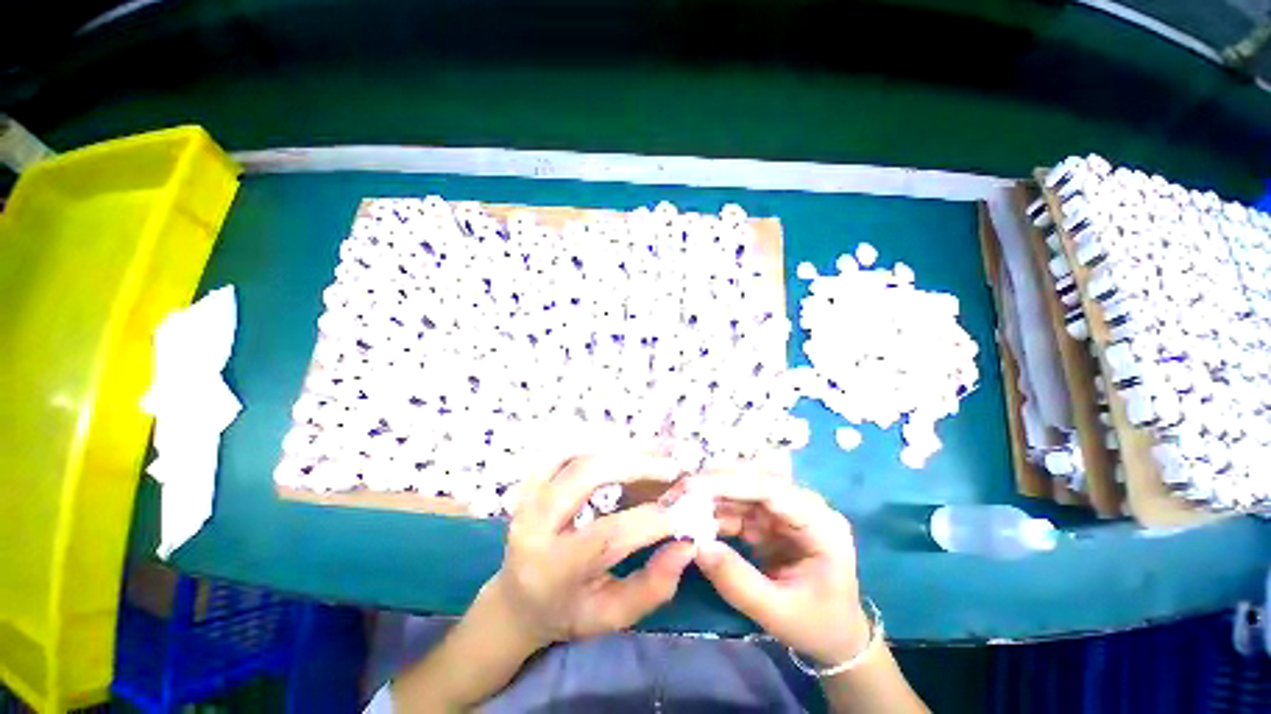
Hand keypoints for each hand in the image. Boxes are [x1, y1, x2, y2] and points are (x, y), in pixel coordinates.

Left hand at [489, 453, 696, 648]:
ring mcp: (527, 496)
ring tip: (654, 451)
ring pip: (575, 453)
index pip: (608, 533)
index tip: (685, 509)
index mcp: (553, 568)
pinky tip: (621, 445)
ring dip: (619, 447)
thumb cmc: (567, 612)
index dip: (651, 518)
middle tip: (672, 466)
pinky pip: (561, 448)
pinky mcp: (529, 481)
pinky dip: (593, 441)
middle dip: (635, 465)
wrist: (516, 600)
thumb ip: (651, 587)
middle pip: (587, 474)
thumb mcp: (610, 617)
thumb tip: (686, 545)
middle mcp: (534, 524)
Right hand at [694, 472, 869, 664]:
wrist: (836, 637)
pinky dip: (712, 512)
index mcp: (820, 523)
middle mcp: (802, 507)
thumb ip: (738, 582)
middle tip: (676, 493)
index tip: (692, 486)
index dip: (730, 483)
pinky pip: (736, 508)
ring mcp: (783, 512)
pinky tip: (691, 518)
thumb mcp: (779, 612)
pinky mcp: (768, 520)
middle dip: (712, 485)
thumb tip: (697, 547)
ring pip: (740, 492)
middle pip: (752, 483)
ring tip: (676, 504)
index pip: (771, 490)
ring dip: (707, 497)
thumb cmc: (818, 626)